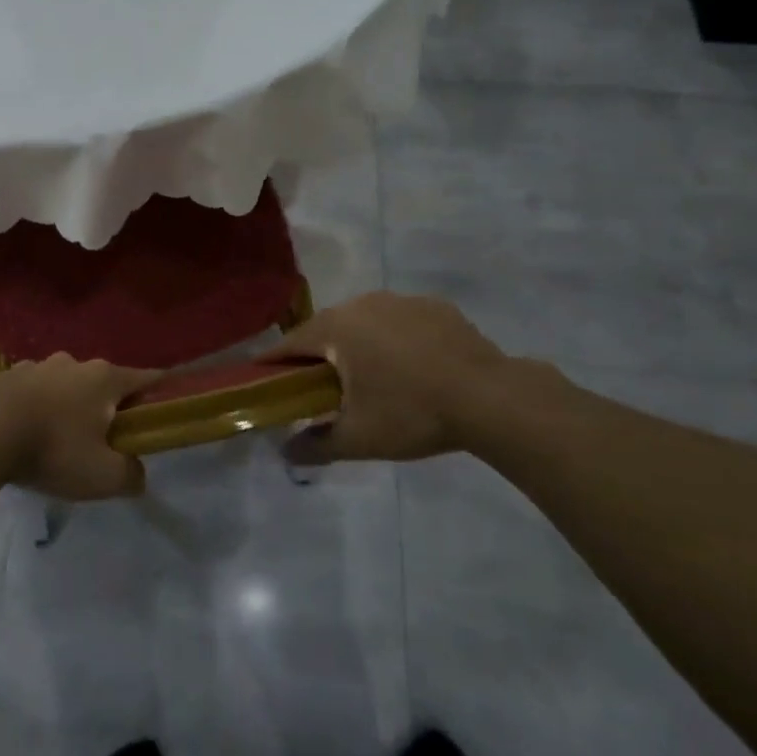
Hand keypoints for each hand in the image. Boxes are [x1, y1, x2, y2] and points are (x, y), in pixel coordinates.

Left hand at [0, 353, 162, 500]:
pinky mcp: (4, 377)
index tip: (165, 408)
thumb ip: (129, 475)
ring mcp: (36, 366)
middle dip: (108, 407)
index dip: (160, 392)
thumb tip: (136, 473)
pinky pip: (31, 392)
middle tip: (104, 440)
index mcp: (104, 378)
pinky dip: (36, 409)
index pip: (147, 377)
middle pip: (103, 382)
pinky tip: (24, 436)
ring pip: (64, 385)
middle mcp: (73, 363)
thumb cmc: (53, 449)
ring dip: (68, 407)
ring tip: (59, 441)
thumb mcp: (102, 476)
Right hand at [264, 291, 522, 464]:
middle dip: (319, 356)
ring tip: (371, 379)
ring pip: (365, 322)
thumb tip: (285, 455)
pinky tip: (413, 368)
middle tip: (321, 389)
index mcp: (336, 327)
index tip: (266, 381)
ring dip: (358, 345)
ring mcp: (401, 300)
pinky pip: (400, 322)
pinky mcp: (435, 306)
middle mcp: (362, 303)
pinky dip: (396, 340)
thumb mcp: (358, 438)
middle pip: (327, 329)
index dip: (275, 364)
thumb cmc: (412, 413)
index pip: (290, 343)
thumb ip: (316, 445)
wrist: (490, 398)